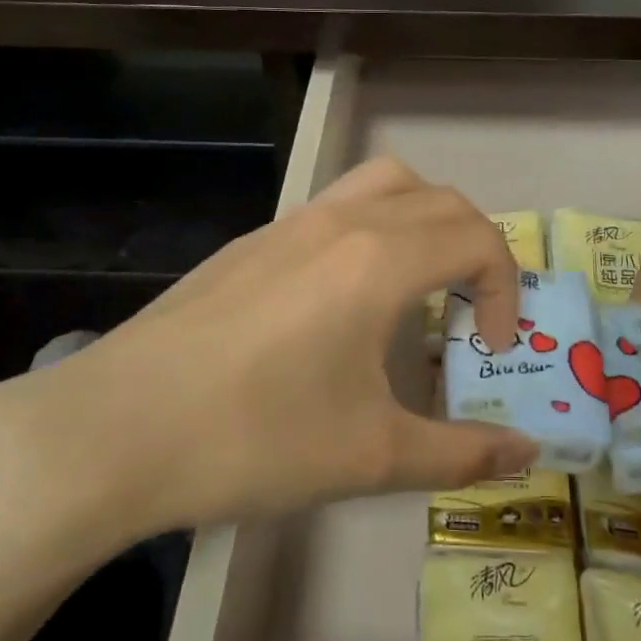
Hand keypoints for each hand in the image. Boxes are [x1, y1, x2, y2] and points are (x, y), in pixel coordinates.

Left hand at [0, 157, 537, 567]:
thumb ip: (461, 453)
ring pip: (384, 184)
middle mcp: (341, 221)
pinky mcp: (251, 242)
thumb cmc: (255, 438)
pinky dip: (372, 230)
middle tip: (470, 314)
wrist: (114, 430)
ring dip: (424, 221)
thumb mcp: (371, 456)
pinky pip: (336, 208)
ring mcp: (289, 224)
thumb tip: (527, 454)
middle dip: (477, 249)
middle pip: (441, 201)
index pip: (477, 238)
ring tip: (419, 286)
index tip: (493, 348)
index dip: (506, 289)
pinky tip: (342, 302)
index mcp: (379, 259)